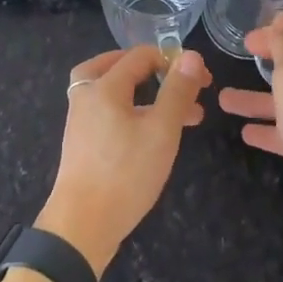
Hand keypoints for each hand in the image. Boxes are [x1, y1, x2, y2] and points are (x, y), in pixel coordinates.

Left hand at [35, 45, 210, 275]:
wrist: (82, 225)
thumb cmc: (126, 173)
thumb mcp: (161, 130)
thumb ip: (177, 91)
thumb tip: (191, 55)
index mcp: (104, 86)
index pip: (140, 56)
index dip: (174, 60)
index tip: (201, 80)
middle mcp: (87, 96)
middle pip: (116, 66)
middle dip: (153, 72)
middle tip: (179, 84)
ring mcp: (81, 121)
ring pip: (113, 92)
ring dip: (144, 94)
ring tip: (175, 111)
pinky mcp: (82, 144)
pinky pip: (108, 113)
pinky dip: (131, 111)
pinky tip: (151, 134)